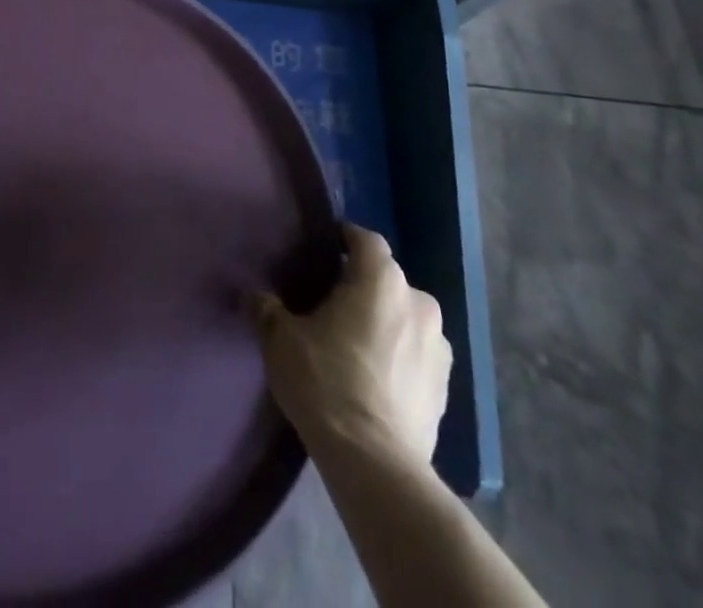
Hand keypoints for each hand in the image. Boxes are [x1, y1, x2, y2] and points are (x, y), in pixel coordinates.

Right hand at [251, 222, 450, 465]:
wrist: (375, 463)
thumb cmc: (326, 382)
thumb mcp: (281, 340)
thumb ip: (268, 310)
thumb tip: (256, 297)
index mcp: (381, 279)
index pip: (365, 239)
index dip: (344, 239)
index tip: (323, 250)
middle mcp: (418, 302)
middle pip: (387, 279)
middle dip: (363, 285)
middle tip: (331, 303)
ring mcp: (439, 347)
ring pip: (406, 317)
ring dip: (385, 322)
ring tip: (355, 343)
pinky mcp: (447, 388)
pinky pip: (417, 354)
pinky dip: (400, 356)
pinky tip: (375, 378)